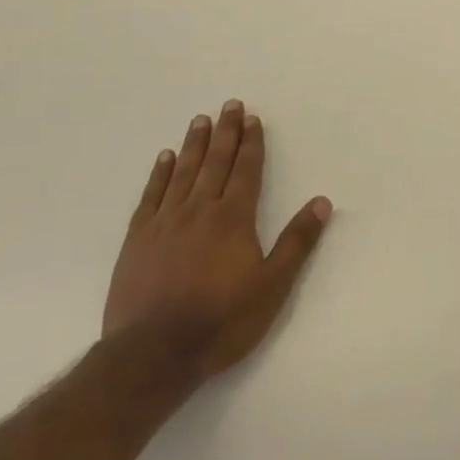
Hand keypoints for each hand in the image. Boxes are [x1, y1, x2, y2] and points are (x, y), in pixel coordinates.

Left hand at [103, 100, 331, 377]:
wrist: (153, 353)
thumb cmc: (222, 321)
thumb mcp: (272, 286)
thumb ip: (297, 242)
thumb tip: (322, 202)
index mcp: (234, 218)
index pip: (245, 171)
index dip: (251, 143)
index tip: (252, 119)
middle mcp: (200, 210)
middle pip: (215, 162)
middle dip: (226, 132)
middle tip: (230, 105)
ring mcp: (165, 222)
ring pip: (183, 172)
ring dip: (194, 144)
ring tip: (200, 120)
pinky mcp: (137, 239)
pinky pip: (151, 195)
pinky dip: (159, 174)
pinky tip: (165, 158)